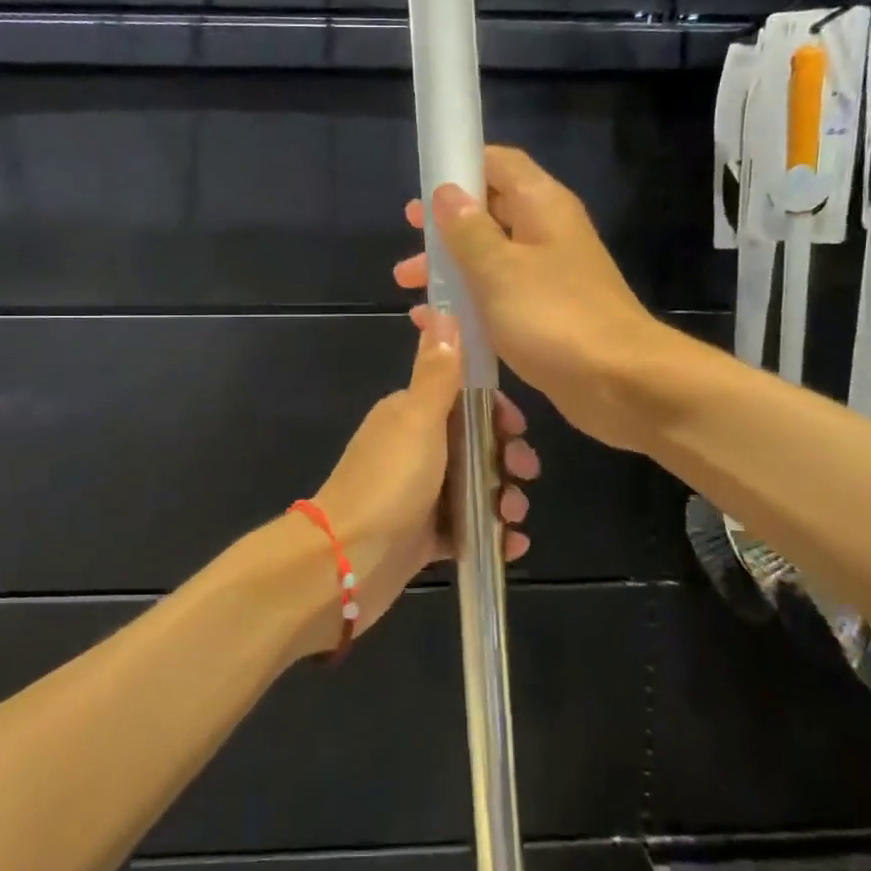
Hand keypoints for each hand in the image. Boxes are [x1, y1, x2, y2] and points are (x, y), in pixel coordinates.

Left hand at [314, 307, 537, 637]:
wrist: (347, 561)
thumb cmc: (389, 482)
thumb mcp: (418, 419)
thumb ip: (437, 371)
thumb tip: (442, 309)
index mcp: (411, 415)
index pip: (465, 401)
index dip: (497, 413)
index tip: (517, 429)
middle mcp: (416, 450)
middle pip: (477, 446)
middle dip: (507, 458)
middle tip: (524, 474)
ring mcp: (420, 495)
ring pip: (477, 488)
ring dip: (504, 499)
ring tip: (513, 516)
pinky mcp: (423, 537)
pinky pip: (467, 529)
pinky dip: (492, 535)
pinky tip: (510, 545)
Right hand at [393, 145, 662, 452]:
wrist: (620, 382)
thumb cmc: (554, 317)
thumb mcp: (498, 270)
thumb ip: (468, 230)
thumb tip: (446, 192)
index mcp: (542, 206)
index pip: (499, 163)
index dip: (461, 166)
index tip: (424, 187)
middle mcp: (548, 232)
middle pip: (491, 211)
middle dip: (447, 225)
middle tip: (411, 238)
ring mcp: (550, 275)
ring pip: (492, 257)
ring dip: (452, 266)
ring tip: (410, 285)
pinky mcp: (548, 313)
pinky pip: (500, 295)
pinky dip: (469, 301)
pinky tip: (438, 321)